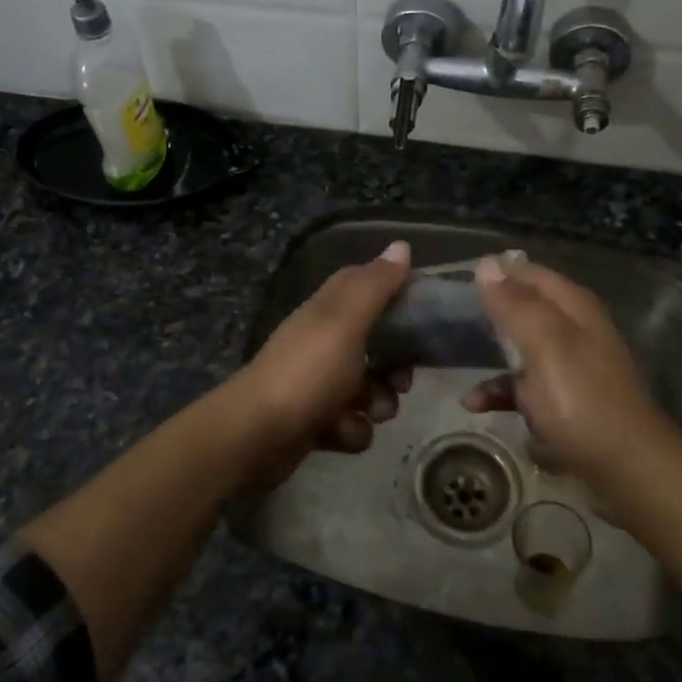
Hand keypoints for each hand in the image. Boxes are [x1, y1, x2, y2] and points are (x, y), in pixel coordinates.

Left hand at [230, 240, 412, 483]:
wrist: (256, 435)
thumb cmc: (307, 372)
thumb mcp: (345, 322)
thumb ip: (375, 286)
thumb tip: (401, 245)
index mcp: (329, 310)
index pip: (368, 287)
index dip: (397, 295)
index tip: (424, 313)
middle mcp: (324, 340)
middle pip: (377, 344)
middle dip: (396, 367)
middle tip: (401, 381)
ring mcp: (319, 382)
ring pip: (370, 388)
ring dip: (377, 404)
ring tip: (367, 412)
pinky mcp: (316, 419)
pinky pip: (352, 422)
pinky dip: (350, 430)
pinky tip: (339, 433)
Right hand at [463, 254, 664, 479]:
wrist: (627, 471)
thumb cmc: (582, 400)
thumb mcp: (546, 345)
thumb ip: (516, 305)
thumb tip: (486, 264)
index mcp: (574, 307)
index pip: (529, 272)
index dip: (495, 272)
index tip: (456, 280)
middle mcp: (574, 329)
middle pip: (524, 308)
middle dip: (489, 311)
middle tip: (448, 317)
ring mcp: (569, 367)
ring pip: (520, 347)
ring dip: (490, 354)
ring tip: (455, 360)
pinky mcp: (563, 401)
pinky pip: (524, 387)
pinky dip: (500, 391)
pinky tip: (475, 404)